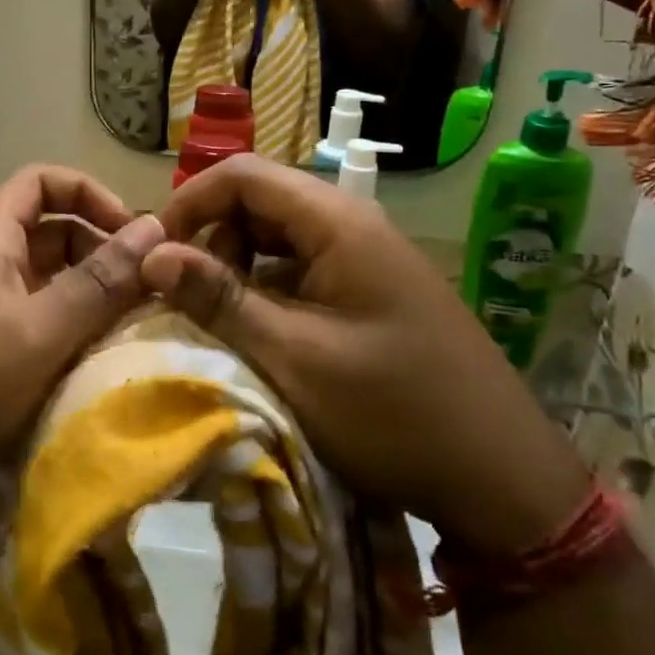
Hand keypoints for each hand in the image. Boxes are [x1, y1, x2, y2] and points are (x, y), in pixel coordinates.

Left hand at [0, 167, 163, 539]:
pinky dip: (80, 337)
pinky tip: (108, 364)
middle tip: (150, 288)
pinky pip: (47, 331)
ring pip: (55, 287)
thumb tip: (155, 226)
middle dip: (102, 251)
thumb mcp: (36, 333)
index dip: (87, 192)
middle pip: (53, 234)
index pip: (38, 183)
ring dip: (97, 299)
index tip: (131, 231)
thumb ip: (97, 283)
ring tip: (140, 327)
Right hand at [140, 156, 587, 553]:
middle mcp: (352, 225)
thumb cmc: (392, 412)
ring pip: (278, 238)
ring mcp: (365, 259)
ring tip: (216, 319)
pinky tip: (257, 334)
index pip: (243, 175)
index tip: (155, 254)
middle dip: (211, 239)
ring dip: (237, 268)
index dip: (190, 203)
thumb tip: (152, 254)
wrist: (501, 479)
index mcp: (337, 222)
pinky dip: (267, 291)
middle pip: (259, 202)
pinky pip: (302, 270)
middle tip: (184, 296)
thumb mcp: (293, 357)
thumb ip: (220, 299)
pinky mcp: (370, 292)